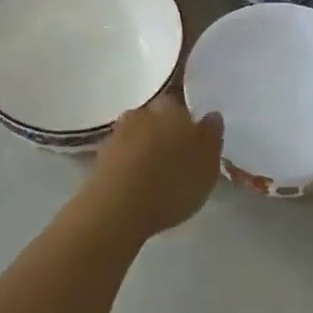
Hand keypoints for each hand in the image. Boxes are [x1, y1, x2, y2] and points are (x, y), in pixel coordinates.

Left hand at [87, 94, 223, 239]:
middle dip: (165, 133)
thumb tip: (212, 115)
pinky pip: (122, 155)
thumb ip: (212, 136)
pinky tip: (137, 184)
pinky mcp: (100, 157)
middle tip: (176, 159)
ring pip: (138, 135)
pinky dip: (130, 165)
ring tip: (156, 175)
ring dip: (145, 149)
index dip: (187, 122)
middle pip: (157, 118)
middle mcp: (142, 112)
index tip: (193, 142)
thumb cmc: (173, 182)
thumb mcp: (208, 164)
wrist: (118, 207)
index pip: (181, 105)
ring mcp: (118, 133)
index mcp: (171, 108)